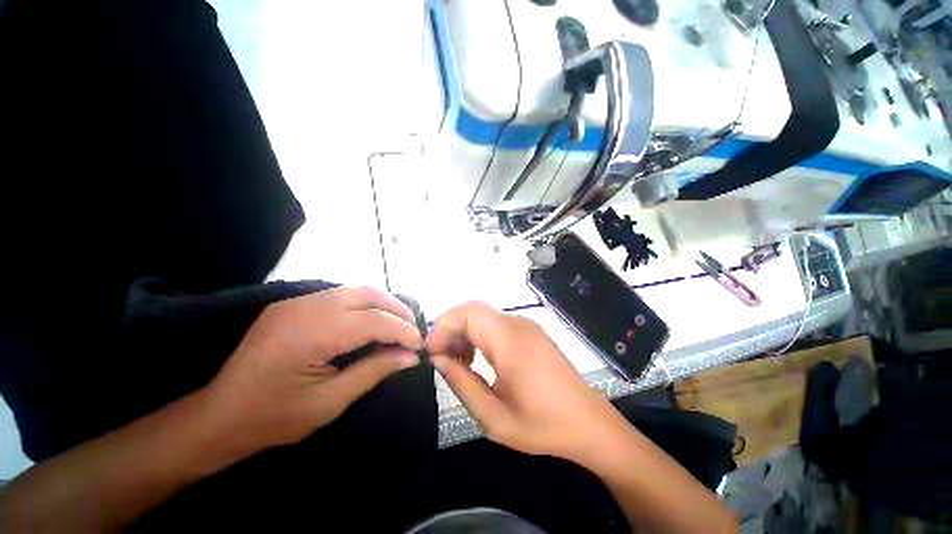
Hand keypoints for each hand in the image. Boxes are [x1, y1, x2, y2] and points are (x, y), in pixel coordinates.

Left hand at [207, 287, 423, 452]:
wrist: (218, 416)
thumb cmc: (274, 418)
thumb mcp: (330, 401)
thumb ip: (374, 371)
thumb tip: (411, 356)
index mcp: (311, 335)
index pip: (373, 321)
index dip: (403, 331)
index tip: (420, 345)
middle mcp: (305, 308)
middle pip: (367, 294)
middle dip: (396, 309)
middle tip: (413, 330)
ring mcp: (296, 301)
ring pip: (354, 290)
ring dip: (382, 304)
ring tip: (397, 324)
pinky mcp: (292, 304)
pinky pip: (338, 295)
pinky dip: (362, 304)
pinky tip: (370, 321)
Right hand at [428, 301, 635, 465]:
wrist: (588, 423)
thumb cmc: (541, 425)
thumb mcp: (493, 415)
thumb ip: (461, 382)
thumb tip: (438, 359)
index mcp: (509, 341)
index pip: (466, 313)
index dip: (442, 327)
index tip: (432, 353)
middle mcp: (517, 324)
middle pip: (473, 310)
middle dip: (450, 328)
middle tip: (442, 358)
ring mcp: (527, 325)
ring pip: (483, 315)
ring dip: (465, 331)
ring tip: (459, 361)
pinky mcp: (531, 331)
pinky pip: (496, 323)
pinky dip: (480, 334)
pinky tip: (479, 358)